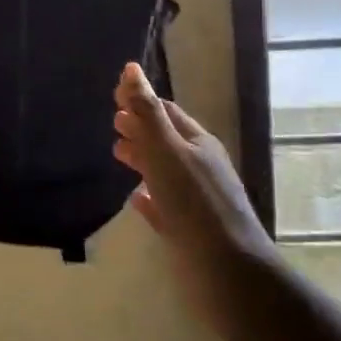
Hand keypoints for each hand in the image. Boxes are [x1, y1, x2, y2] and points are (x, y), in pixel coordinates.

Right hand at [113, 63, 270, 340]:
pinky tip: (136, 200)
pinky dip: (149, 197)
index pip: (167, 112)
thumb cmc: (194, 203)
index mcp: (198, 143)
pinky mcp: (191, 231)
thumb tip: (131, 68)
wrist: (228, 272)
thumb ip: (146, 111)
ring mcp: (197, 201)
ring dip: (142, 160)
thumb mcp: (166, 150)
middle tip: (112, 126)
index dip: (141, 102)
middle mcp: (201, 167)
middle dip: (140, 129)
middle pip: (167, 140)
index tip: (113, 98)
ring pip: (166, 172)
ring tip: (117, 155)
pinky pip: (166, 206)